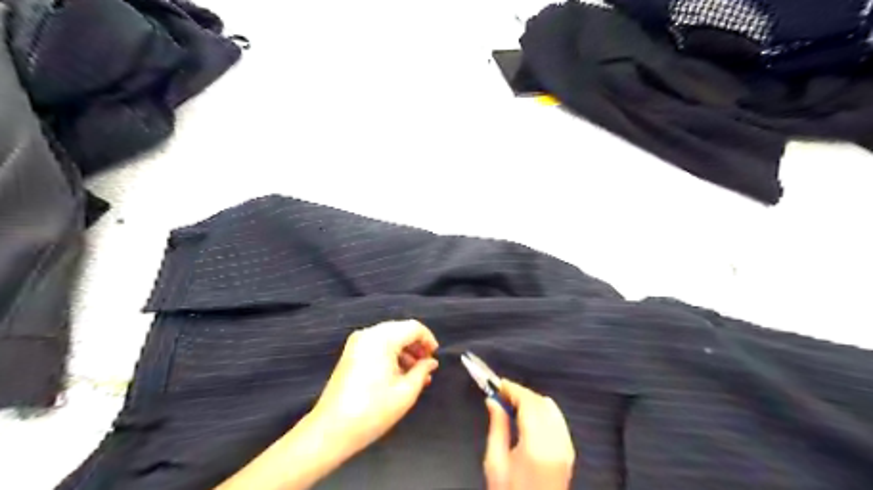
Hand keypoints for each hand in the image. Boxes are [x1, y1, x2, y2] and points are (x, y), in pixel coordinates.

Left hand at [308, 319, 443, 456]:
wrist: (331, 430)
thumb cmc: (373, 411)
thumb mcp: (406, 392)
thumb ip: (422, 371)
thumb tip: (431, 362)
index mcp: (382, 338)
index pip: (413, 327)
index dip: (428, 339)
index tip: (435, 357)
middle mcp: (368, 334)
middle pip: (400, 330)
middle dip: (416, 346)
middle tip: (427, 366)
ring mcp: (357, 343)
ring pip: (389, 337)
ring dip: (405, 351)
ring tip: (416, 374)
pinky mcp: (350, 354)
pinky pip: (377, 346)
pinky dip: (391, 355)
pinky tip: (399, 374)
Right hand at [480, 379, 578, 489]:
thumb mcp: (495, 463)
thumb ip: (496, 427)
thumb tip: (493, 402)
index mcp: (536, 446)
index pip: (528, 403)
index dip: (512, 389)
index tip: (498, 384)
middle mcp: (556, 444)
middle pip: (541, 403)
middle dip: (521, 393)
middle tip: (502, 392)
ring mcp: (566, 448)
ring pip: (551, 408)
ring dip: (532, 400)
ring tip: (513, 402)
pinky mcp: (569, 452)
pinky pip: (558, 420)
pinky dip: (544, 410)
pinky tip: (530, 414)